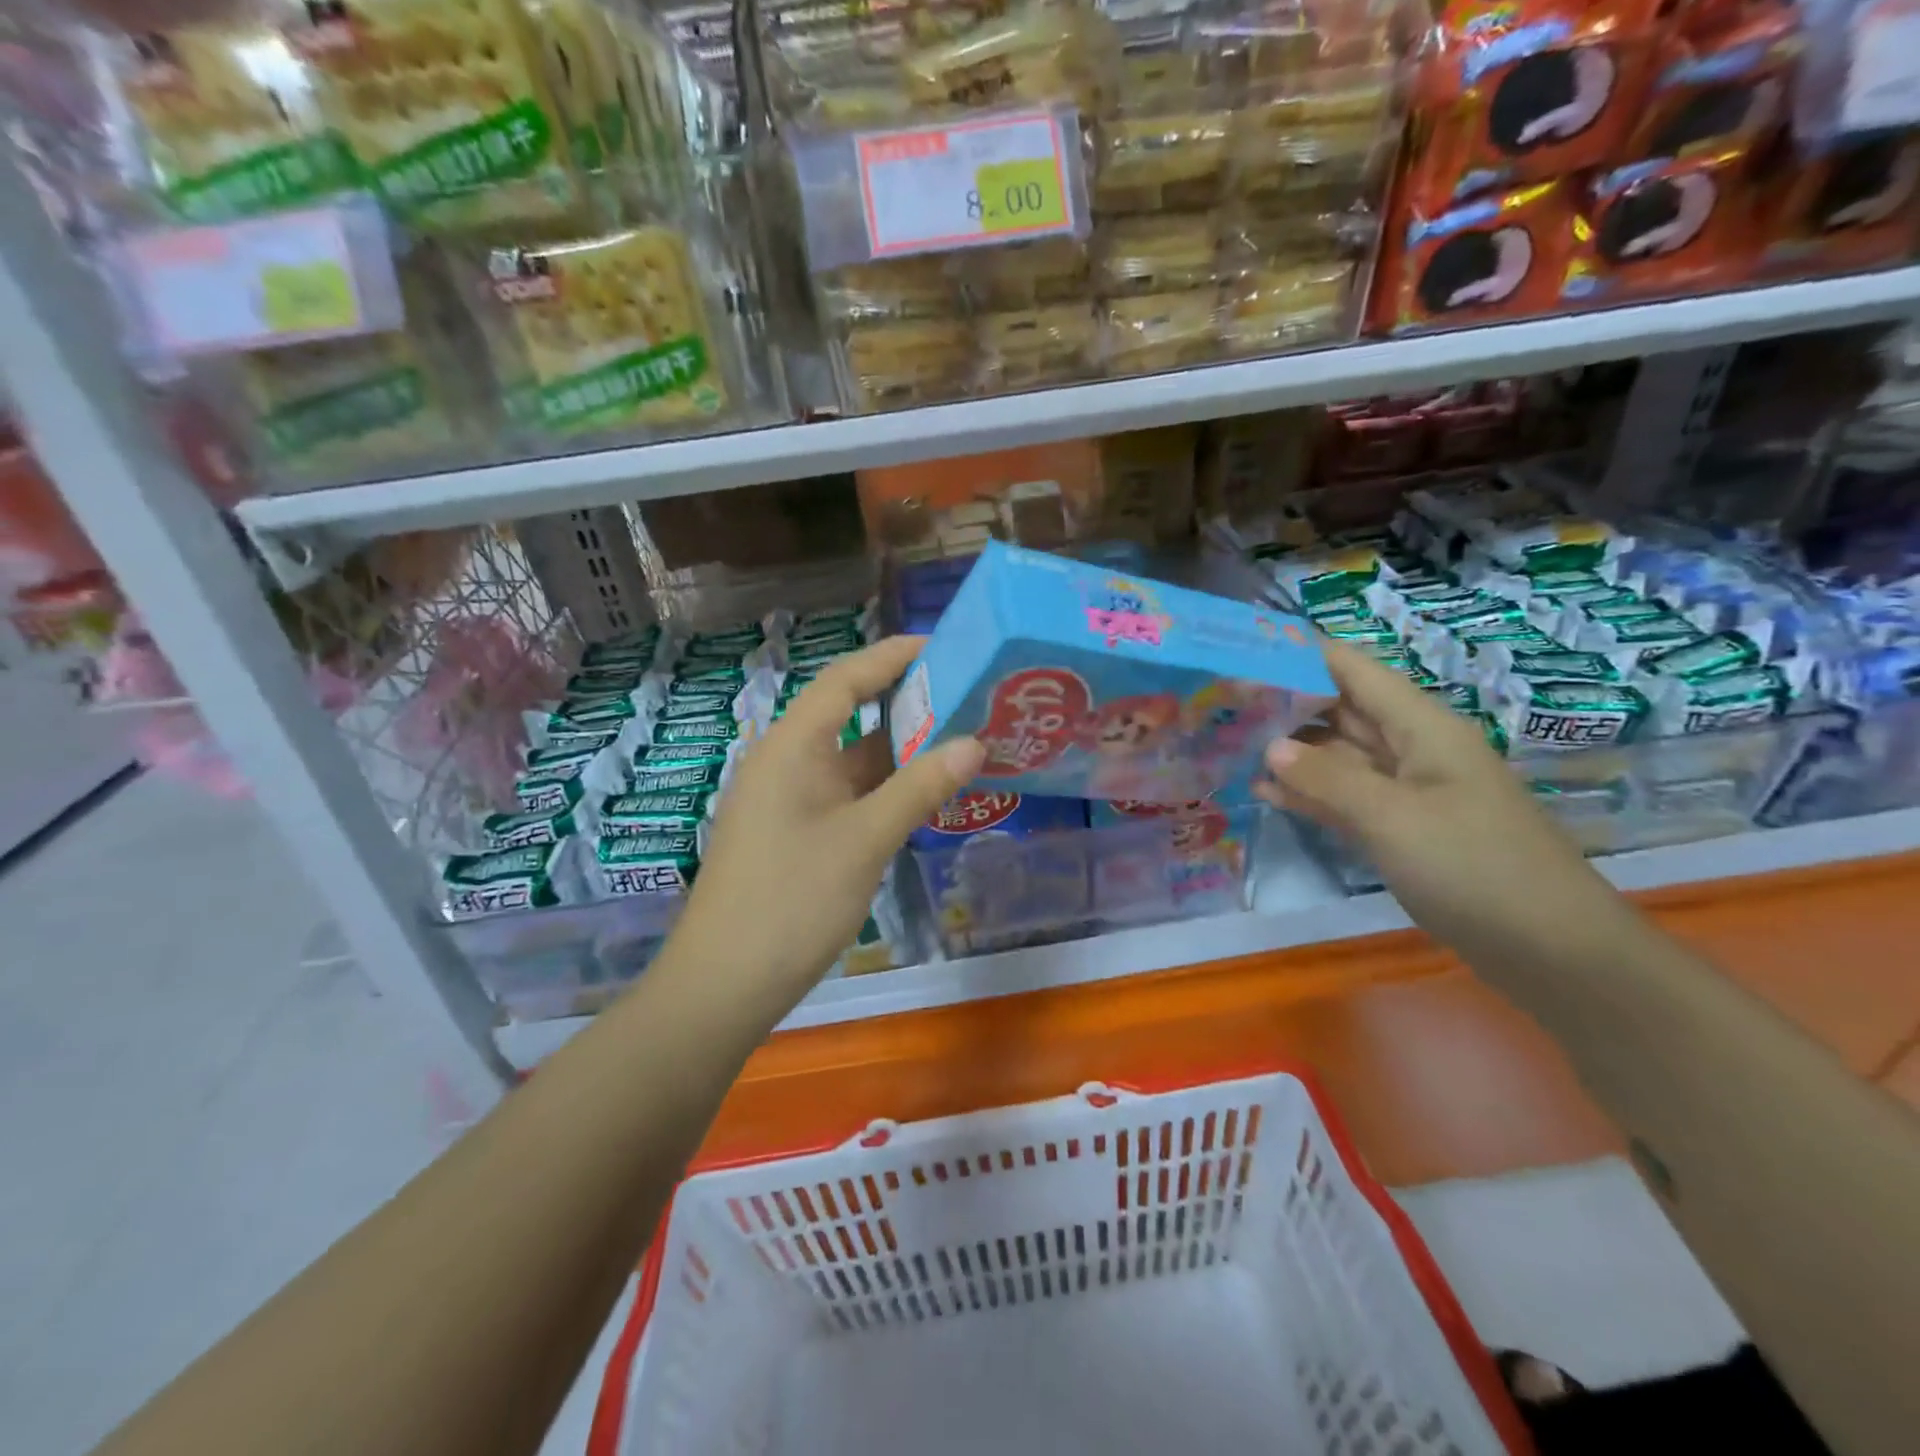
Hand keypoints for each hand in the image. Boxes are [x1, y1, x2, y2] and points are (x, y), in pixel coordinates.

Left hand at [673, 636, 982, 1008]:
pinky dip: (886, 787)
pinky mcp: (796, 833)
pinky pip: (848, 793)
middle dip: (908, 702)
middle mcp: (788, 761)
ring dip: (901, 750)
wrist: (724, 984)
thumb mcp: (865, 839)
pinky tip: (925, 793)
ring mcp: (790, 799)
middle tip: (969, 695)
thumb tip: (976, 743)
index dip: (894, 655)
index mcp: (793, 745)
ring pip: (853, 758)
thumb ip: (920, 787)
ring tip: (962, 738)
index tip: (946, 645)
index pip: (847, 678)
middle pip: (851, 713)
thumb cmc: (792, 899)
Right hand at [1255, 640, 1625, 965]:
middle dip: (1287, 701)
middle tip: (1223, 700)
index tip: (1246, 649)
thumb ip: (1328, 778)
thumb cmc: (1475, 866)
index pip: (1354, 670)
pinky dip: (1309, 794)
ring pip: (1339, 757)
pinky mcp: (1401, 830)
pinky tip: (1265, 793)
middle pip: (1342, 710)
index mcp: (1421, 727)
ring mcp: (1406, 792)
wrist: (1552, 950)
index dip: (1303, 654)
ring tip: (1231, 742)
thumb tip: (1271, 747)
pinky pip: (1345, 799)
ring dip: (1291, 752)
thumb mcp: (1393, 817)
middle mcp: (1412, 749)